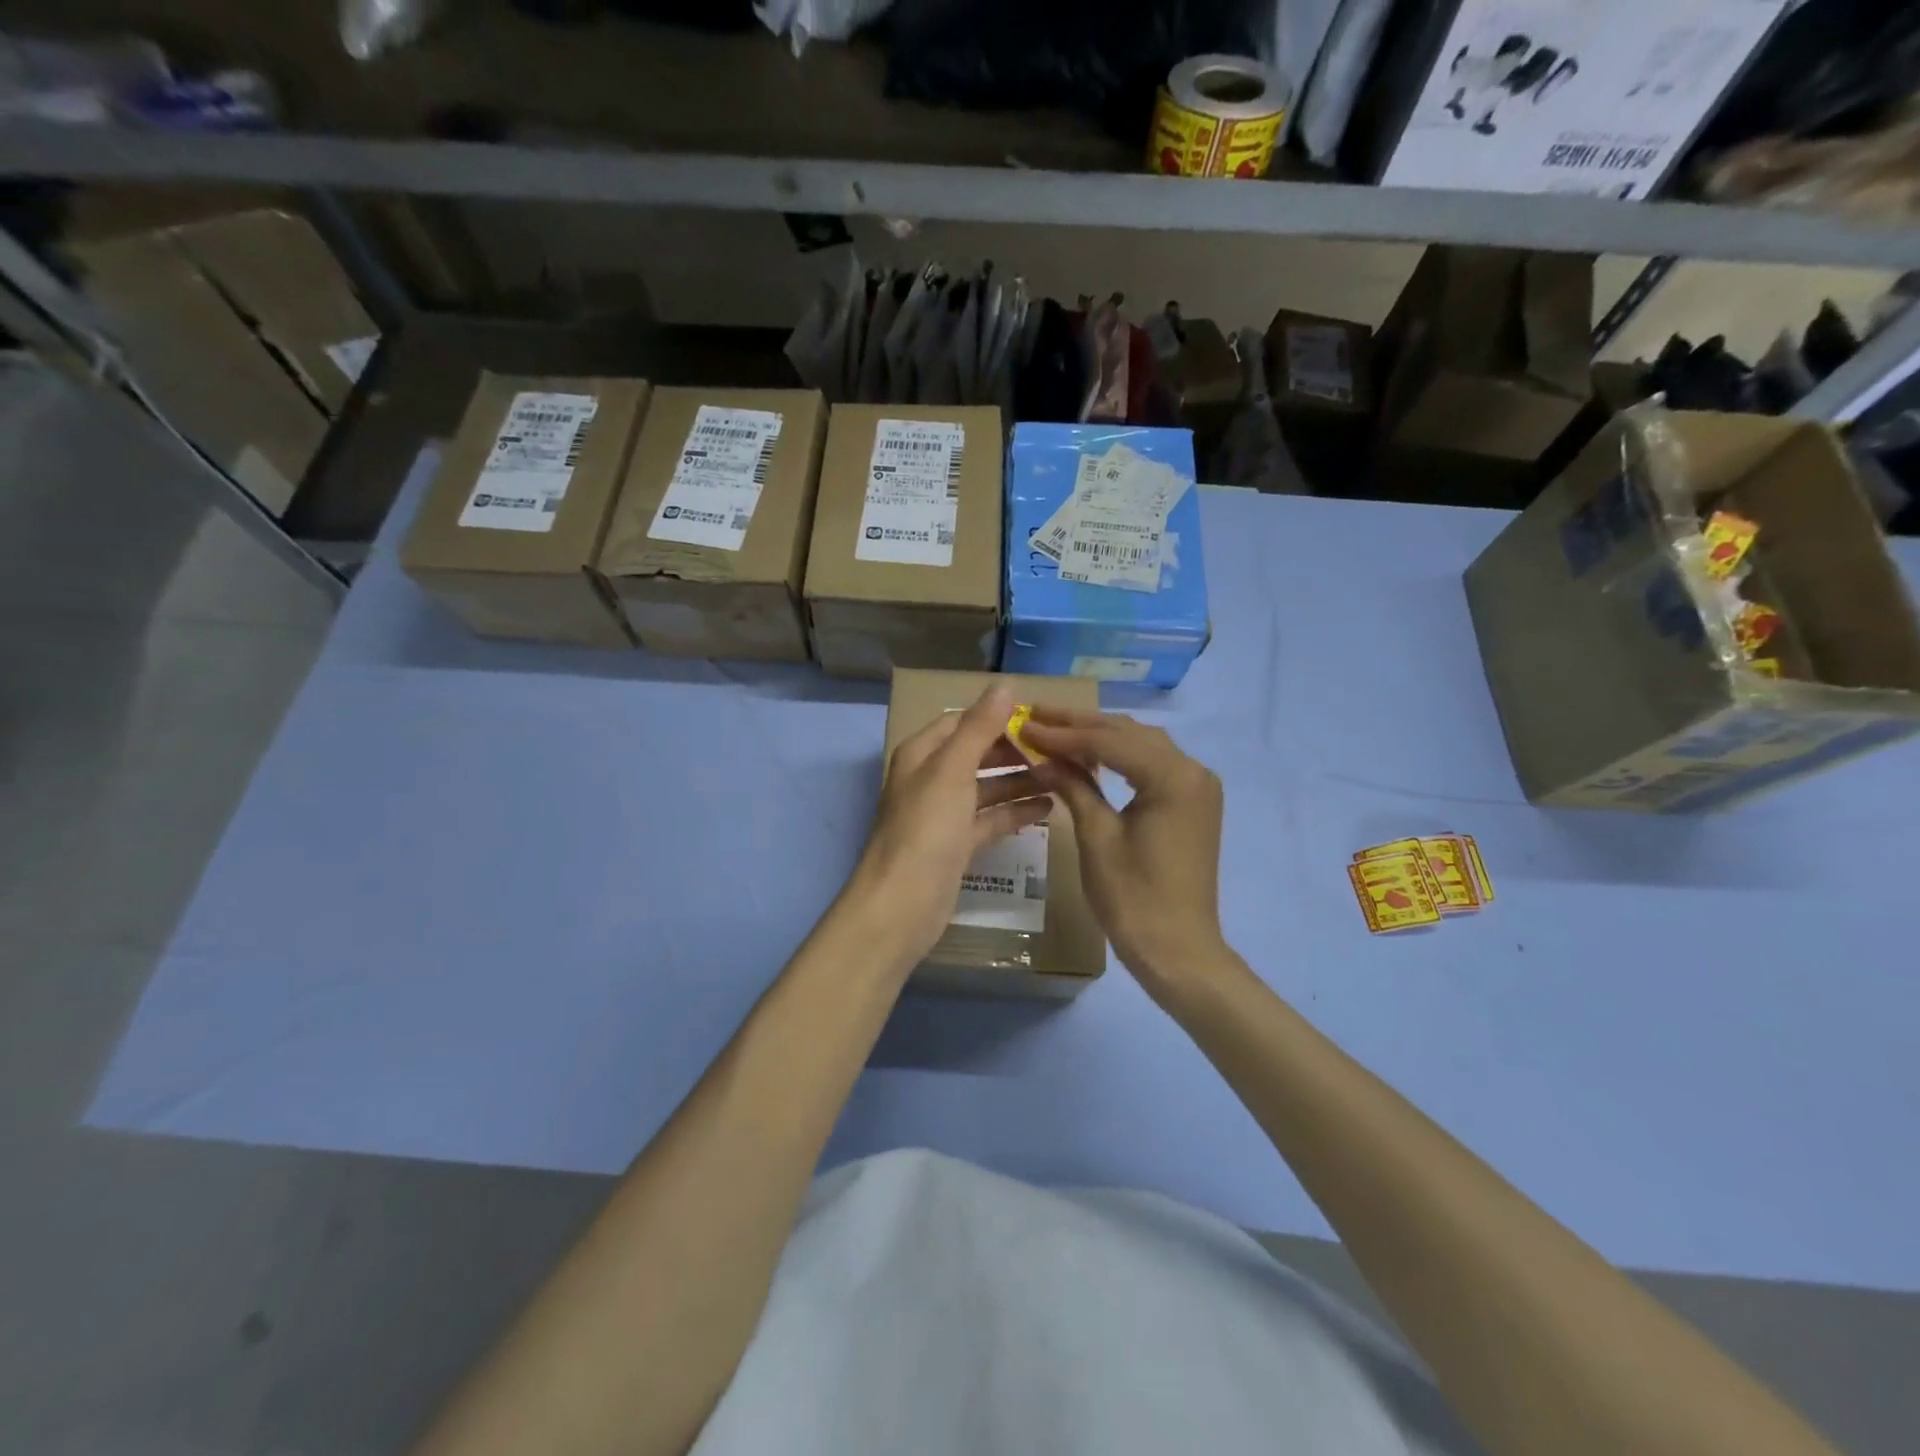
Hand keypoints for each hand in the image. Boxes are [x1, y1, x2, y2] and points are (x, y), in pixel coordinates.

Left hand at [846, 683, 1051, 967]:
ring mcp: (943, 814)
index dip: (996, 717)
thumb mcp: (953, 770)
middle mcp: (930, 779)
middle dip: (1014, 750)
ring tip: (1063, 776)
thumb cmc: (926, 828)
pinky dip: (1015, 812)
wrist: (902, 903)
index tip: (1039, 718)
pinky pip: (990, 820)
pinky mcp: (957, 845)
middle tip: (1058, 749)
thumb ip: (979, 728)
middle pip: (977, 754)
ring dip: (1021, 781)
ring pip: (987, 788)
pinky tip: (1048, 808)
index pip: (961, 722)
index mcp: (922, 754)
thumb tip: (1005, 685)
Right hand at [1023, 709, 1225, 999]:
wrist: (1178, 950)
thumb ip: (1073, 786)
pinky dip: (1118, 756)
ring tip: (1055, 730)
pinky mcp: (1192, 802)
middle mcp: (1193, 770)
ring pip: (1141, 745)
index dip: (1063, 732)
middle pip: (1129, 733)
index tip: (1023, 723)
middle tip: (1035, 715)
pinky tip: (1089, 755)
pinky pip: (1151, 765)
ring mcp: (1197, 786)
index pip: (1110, 740)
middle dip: (1080, 725)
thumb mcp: (1096, 836)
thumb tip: (1039, 755)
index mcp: (1173, 777)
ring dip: (1099, 736)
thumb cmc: (1133, 897)